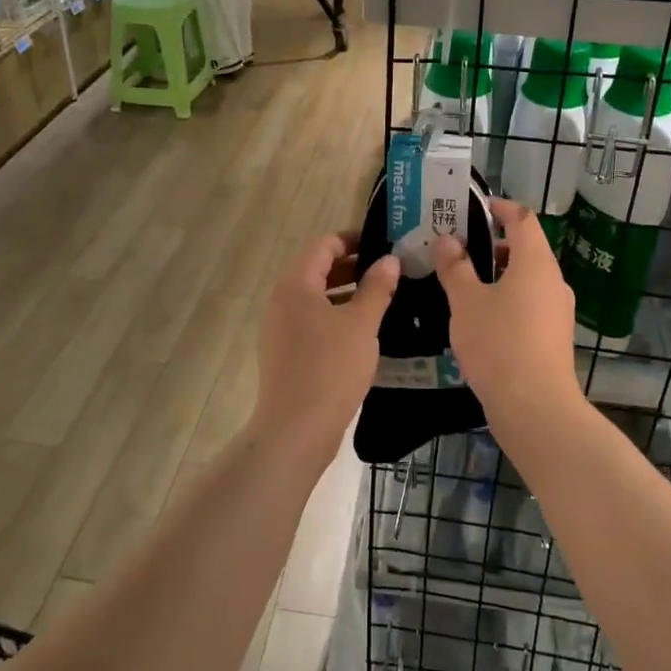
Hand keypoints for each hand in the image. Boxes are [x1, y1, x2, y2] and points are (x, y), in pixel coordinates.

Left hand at [254, 233, 398, 463]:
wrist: (296, 430)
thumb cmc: (330, 369)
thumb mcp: (362, 324)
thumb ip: (377, 288)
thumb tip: (389, 260)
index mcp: (295, 285)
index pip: (324, 245)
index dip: (354, 240)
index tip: (384, 244)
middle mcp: (281, 300)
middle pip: (318, 269)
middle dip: (354, 267)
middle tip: (391, 271)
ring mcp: (280, 328)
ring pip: (317, 298)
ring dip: (348, 294)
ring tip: (384, 299)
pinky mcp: (286, 352)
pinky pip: (313, 322)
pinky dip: (337, 317)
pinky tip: (365, 332)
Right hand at [434, 199, 582, 422]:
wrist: (535, 407)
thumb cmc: (498, 344)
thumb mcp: (466, 302)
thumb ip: (455, 267)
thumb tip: (448, 240)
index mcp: (535, 262)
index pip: (523, 218)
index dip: (501, 208)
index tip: (476, 208)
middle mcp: (553, 280)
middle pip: (526, 249)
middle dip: (493, 245)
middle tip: (458, 250)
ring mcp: (558, 310)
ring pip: (527, 279)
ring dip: (498, 275)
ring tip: (463, 286)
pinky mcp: (554, 337)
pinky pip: (530, 304)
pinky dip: (507, 299)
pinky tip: (481, 320)